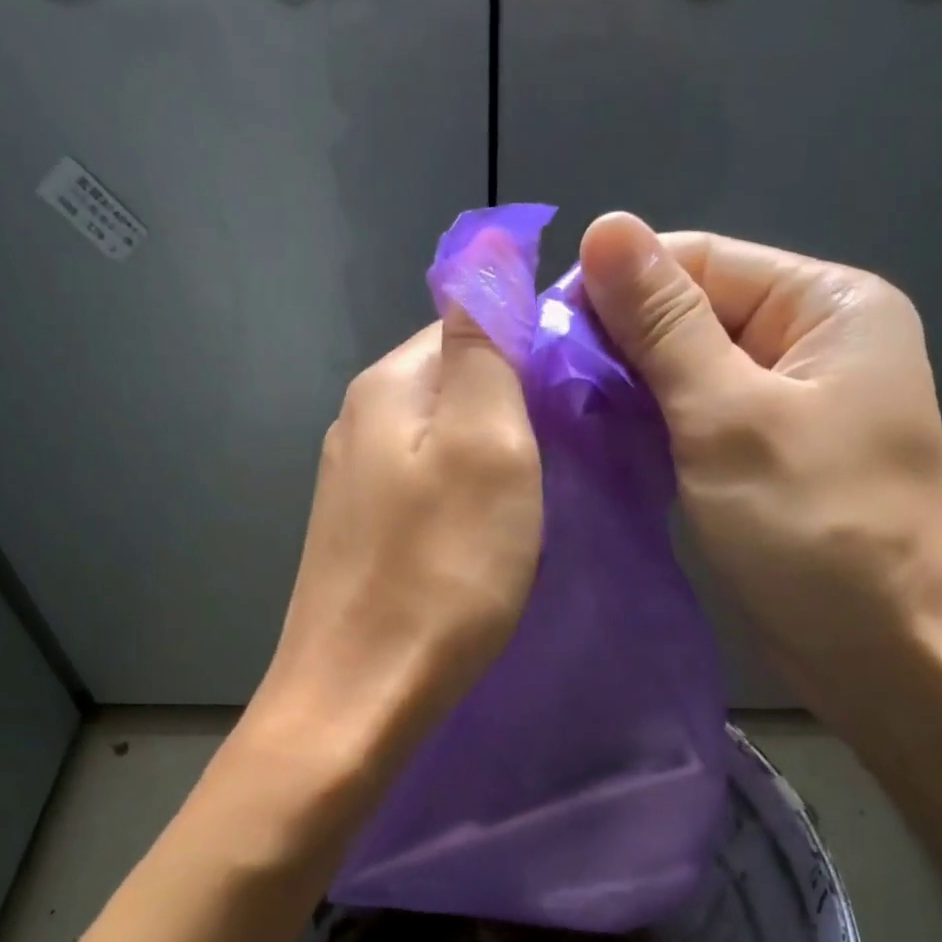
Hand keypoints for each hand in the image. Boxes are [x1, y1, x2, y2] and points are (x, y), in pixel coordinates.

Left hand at [254, 299, 542, 769]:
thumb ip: (482, 341)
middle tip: (575, 453)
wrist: (360, 696)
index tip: (589, 394)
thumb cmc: (440, 573)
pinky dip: (466, 496)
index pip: (470, 320)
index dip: (535, 345)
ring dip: (496, 454)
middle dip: (518, 403)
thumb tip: (482, 245)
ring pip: (443, 439)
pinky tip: (489, 532)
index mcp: (389, 385)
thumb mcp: (485, 443)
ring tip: (542, 495)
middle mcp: (360, 420)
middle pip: (455, 382)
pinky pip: (426, 488)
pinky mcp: (361, 535)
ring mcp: (353, 483)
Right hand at [578, 212, 941, 729]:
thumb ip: (664, 325)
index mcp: (828, 304)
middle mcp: (814, 342)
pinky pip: (698, 423)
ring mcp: (792, 405)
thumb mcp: (728, 417)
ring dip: (629, 392)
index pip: (700, 261)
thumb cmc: (811, 528)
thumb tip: (604, 227)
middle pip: (694, 315)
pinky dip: (652, 431)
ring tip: (561, 418)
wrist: (878, 651)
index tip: (542, 338)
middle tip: (543, 388)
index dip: (618, 289)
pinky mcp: (768, 458)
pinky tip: (603, 446)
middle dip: (620, 346)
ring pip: (689, 374)